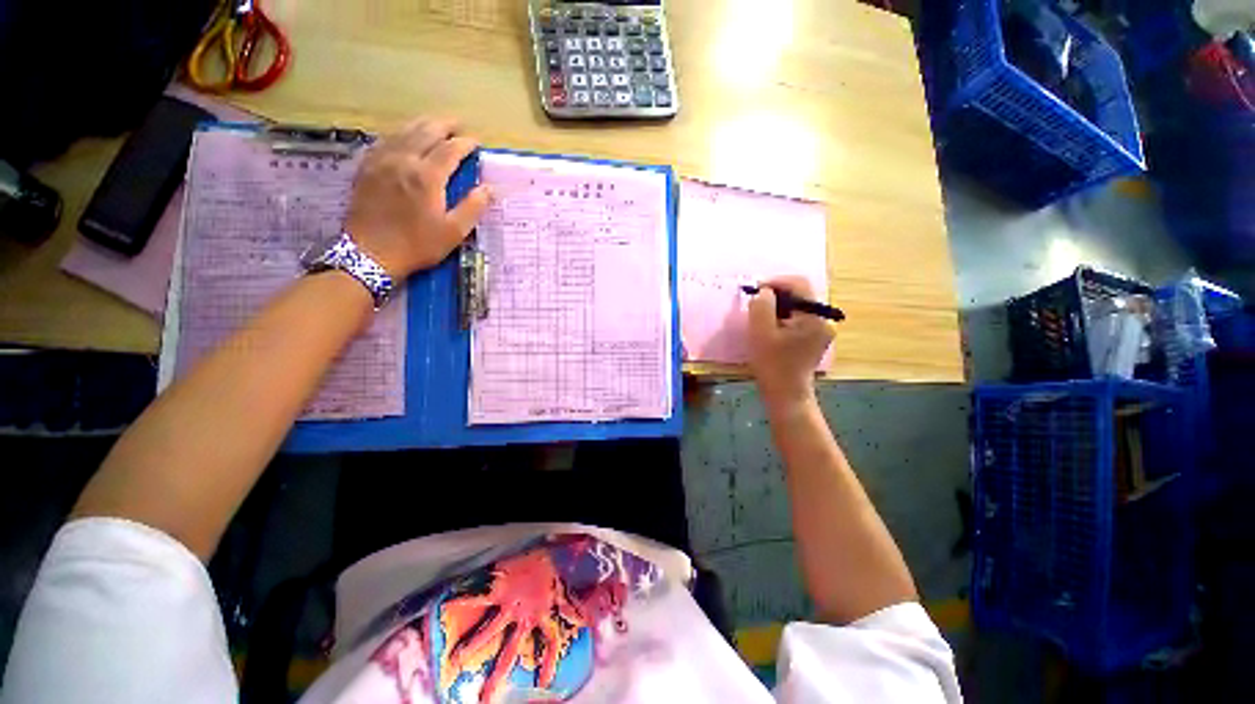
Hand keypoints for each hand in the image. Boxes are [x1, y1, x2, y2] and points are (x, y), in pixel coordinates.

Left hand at [344, 117, 490, 278]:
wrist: (370, 253)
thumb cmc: (417, 245)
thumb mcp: (453, 232)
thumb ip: (473, 207)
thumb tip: (490, 188)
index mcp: (427, 176)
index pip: (450, 149)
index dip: (465, 143)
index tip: (477, 142)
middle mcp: (404, 160)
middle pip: (425, 131)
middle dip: (444, 125)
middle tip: (458, 124)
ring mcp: (382, 161)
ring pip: (403, 131)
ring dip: (422, 124)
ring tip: (435, 124)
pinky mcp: (367, 167)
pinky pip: (384, 140)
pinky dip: (399, 133)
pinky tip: (404, 135)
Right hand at [747, 277, 833, 410]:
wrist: (786, 395)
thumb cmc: (772, 364)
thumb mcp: (760, 332)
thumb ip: (761, 306)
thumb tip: (764, 292)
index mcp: (814, 316)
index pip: (799, 284)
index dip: (775, 282)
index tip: (755, 289)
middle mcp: (823, 319)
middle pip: (799, 294)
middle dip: (776, 295)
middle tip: (755, 303)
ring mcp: (821, 330)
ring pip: (797, 307)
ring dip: (777, 306)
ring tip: (760, 316)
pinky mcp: (813, 339)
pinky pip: (797, 319)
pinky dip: (782, 317)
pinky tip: (769, 328)